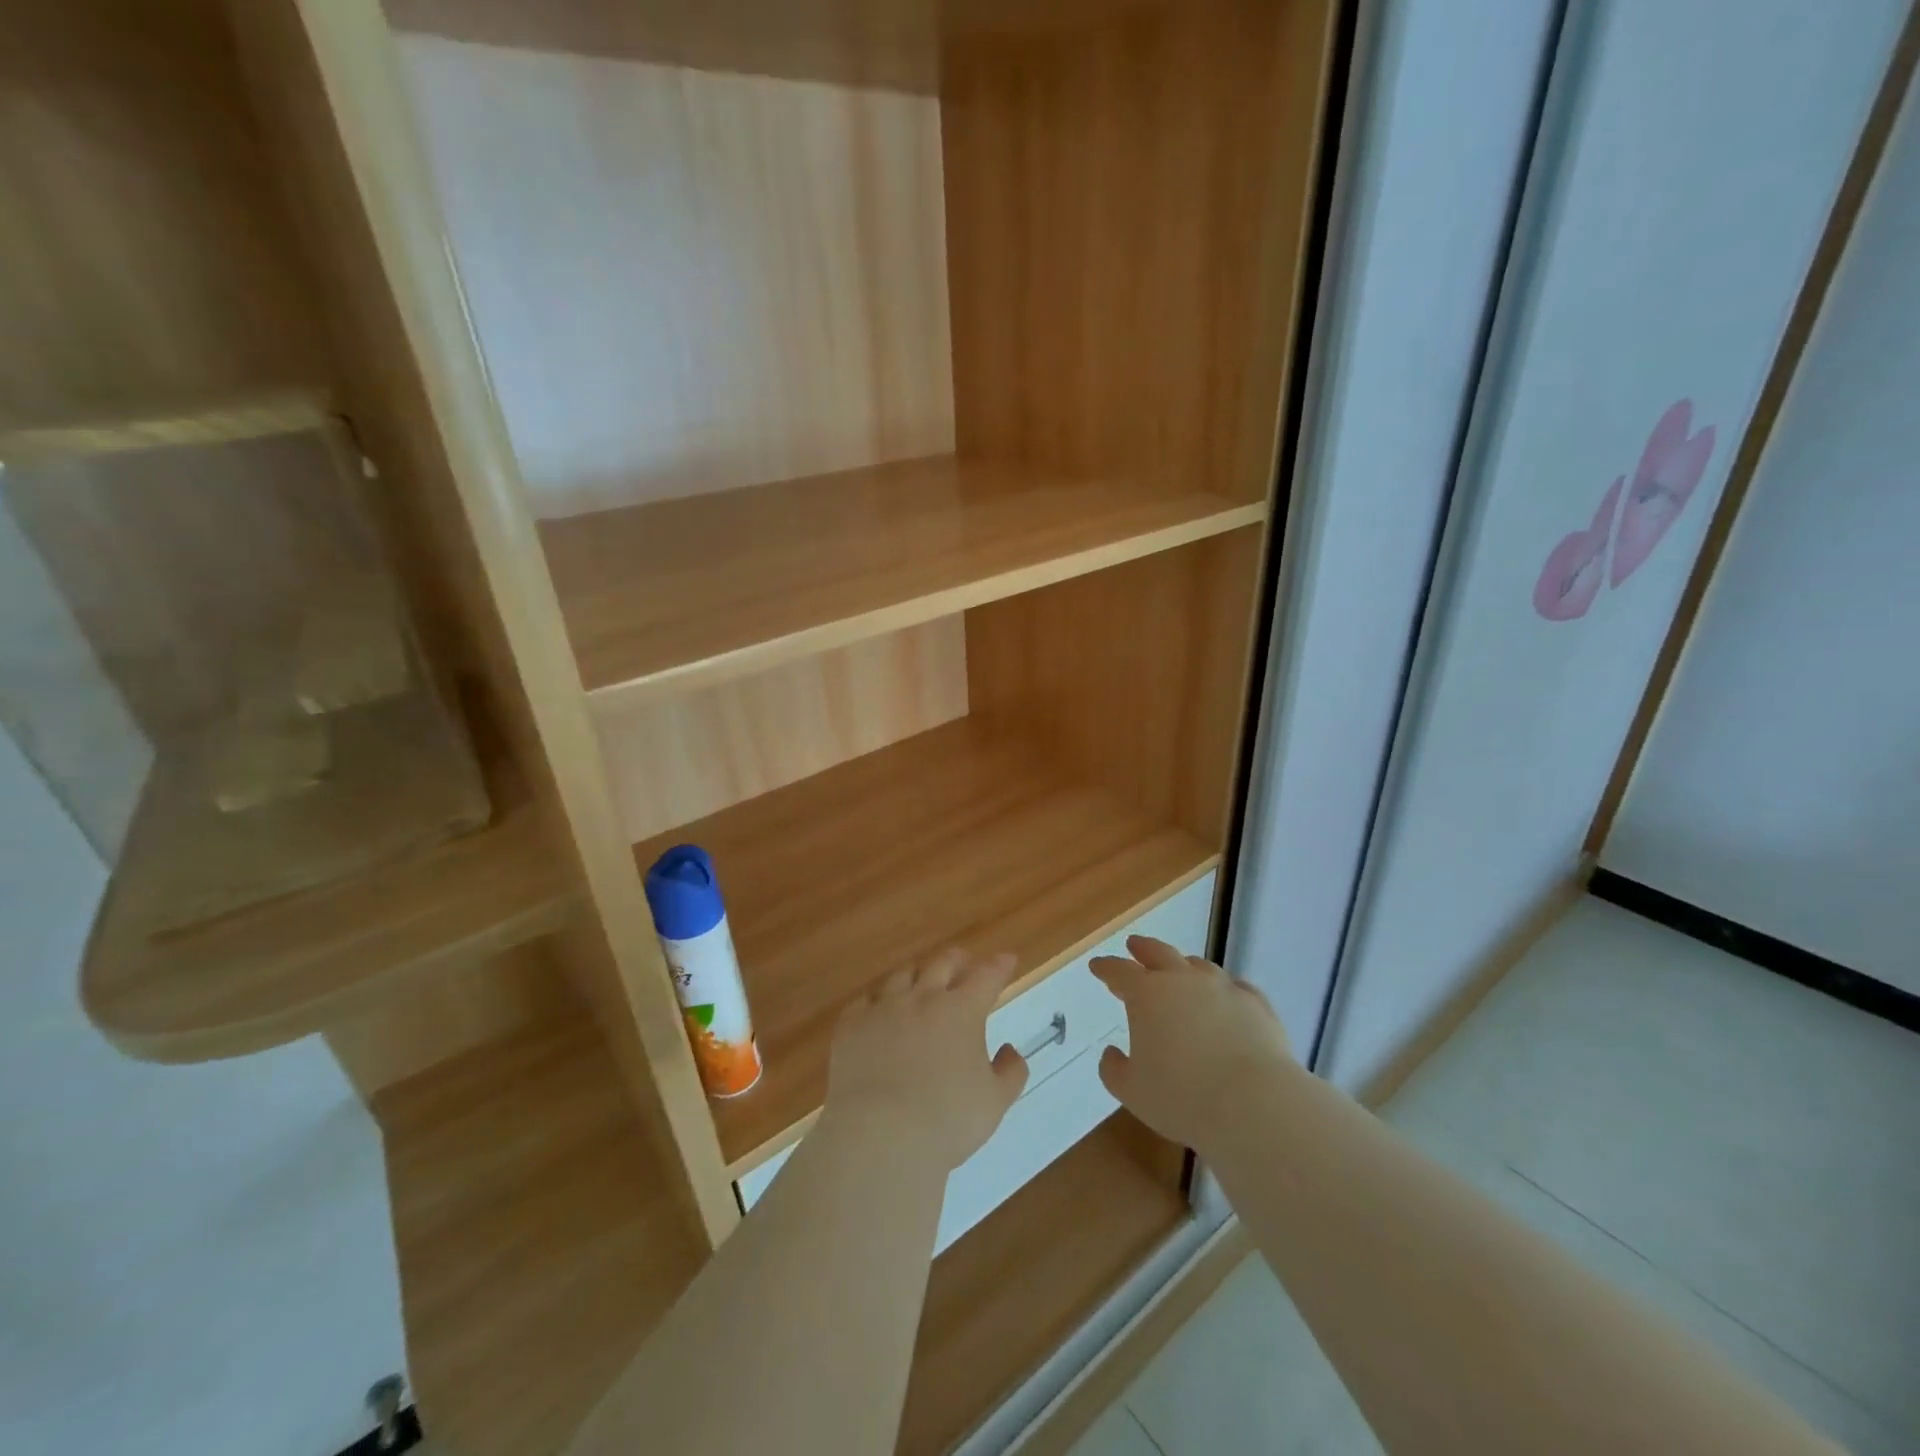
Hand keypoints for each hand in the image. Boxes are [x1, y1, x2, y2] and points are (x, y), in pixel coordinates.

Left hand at [822, 948, 1029, 1171]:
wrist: (878, 1135)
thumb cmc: (946, 1121)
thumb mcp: (994, 1102)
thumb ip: (1010, 1072)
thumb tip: (1008, 1050)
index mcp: (962, 1011)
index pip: (986, 977)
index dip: (999, 966)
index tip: (1007, 959)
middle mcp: (923, 998)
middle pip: (942, 963)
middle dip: (957, 959)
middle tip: (963, 962)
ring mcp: (883, 1007)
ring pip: (902, 975)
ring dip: (918, 974)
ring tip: (921, 980)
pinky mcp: (851, 1025)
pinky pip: (866, 1000)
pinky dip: (878, 1000)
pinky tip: (878, 1009)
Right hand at [1091, 936, 1292, 1158]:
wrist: (1253, 1105)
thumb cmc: (1182, 1098)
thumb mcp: (1132, 1091)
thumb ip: (1114, 1069)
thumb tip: (1112, 1053)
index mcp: (1147, 994)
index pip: (1119, 971)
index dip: (1106, 968)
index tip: (1097, 966)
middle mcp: (1183, 980)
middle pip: (1159, 953)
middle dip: (1143, 949)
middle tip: (1134, 945)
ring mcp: (1223, 988)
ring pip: (1199, 966)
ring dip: (1184, 966)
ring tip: (1181, 970)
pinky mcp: (1256, 1005)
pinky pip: (1236, 987)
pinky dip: (1225, 989)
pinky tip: (1227, 997)